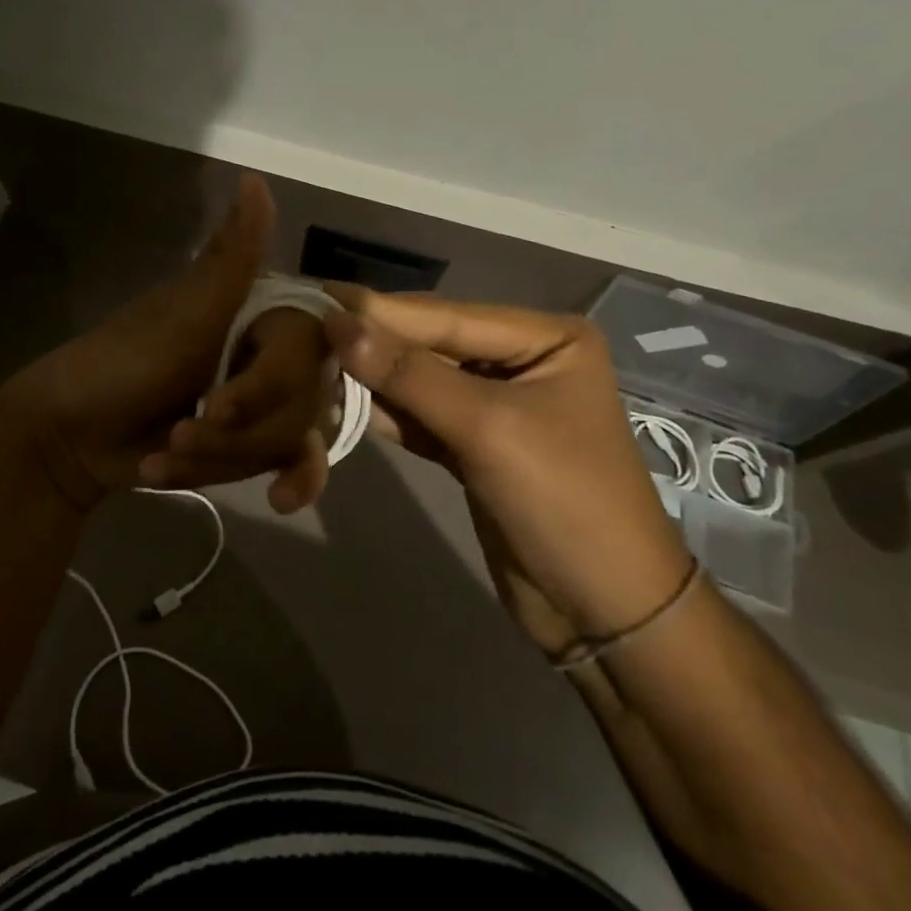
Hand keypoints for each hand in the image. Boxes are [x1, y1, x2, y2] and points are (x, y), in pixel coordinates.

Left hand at [0, 174, 318, 511]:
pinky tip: (267, 500)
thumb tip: (256, 177)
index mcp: (256, 311)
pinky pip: (283, 464)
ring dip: (223, 459)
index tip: (222, 403)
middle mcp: (268, 350)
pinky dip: (254, 478)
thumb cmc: (123, 363)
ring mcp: (262, 400)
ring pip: (289, 440)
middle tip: (180, 431)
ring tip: (166, 454)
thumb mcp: (183, 314)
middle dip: (235, 434)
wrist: (70, 436)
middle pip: (303, 405)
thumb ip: (230, 256)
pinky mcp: (249, 442)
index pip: (309, 349)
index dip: (272, 385)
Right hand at [323, 286, 692, 640]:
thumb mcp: (488, 429)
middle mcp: (522, 359)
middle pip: (432, 342)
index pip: (447, 315)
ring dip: (371, 377)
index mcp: (546, 338)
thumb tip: (338, 324)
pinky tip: (338, 401)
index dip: (379, 310)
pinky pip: (422, 416)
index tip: (316, 298)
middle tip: (303, 326)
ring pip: (422, 379)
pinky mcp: (475, 445)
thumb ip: (410, 375)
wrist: (606, 613)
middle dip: (372, 341)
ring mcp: (497, 403)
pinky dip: (385, 412)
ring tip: (308, 360)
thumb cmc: (564, 503)